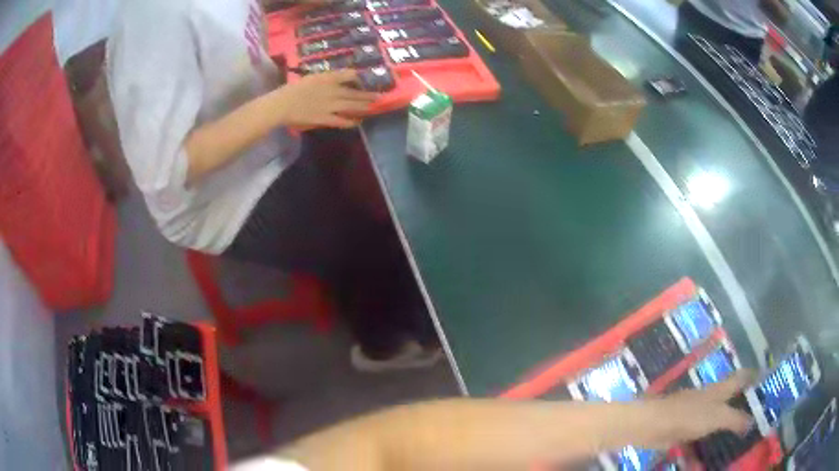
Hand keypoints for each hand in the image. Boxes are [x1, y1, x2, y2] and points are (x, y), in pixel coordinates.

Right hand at [272, 69, 377, 128]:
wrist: (282, 105)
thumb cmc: (292, 90)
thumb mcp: (309, 78)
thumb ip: (323, 78)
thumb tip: (334, 79)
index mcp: (326, 78)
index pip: (348, 74)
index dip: (359, 77)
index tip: (367, 78)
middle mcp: (332, 90)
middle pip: (354, 92)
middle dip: (368, 94)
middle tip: (380, 95)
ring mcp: (330, 105)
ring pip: (352, 105)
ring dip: (364, 106)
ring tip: (374, 107)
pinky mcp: (325, 118)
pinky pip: (342, 121)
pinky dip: (351, 122)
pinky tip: (358, 122)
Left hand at [644, 372, 754, 448]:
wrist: (651, 425)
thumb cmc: (688, 415)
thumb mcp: (716, 416)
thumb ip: (735, 418)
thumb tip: (752, 422)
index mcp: (719, 390)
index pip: (740, 378)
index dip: (752, 376)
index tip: (764, 379)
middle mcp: (708, 400)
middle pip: (728, 402)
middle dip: (738, 410)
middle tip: (751, 422)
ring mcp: (694, 415)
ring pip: (712, 424)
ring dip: (719, 435)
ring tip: (730, 445)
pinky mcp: (681, 431)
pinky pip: (694, 444)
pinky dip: (697, 454)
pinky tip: (700, 465)